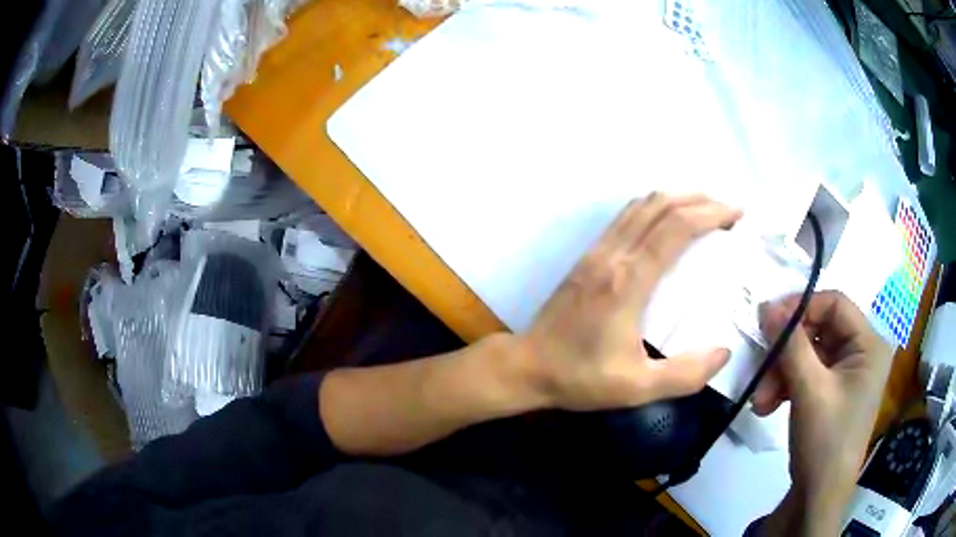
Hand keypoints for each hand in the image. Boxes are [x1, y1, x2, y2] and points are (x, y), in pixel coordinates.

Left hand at [520, 193, 740, 411]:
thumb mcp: (637, 387)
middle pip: (660, 206)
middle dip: (699, 200)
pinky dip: (653, 208)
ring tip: (704, 209)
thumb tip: (723, 353)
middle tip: (728, 211)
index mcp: (629, 281)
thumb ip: (684, 374)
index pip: (676, 228)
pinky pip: (625, 217)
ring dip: (676, 199)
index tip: (736, 215)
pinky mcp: (587, 256)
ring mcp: (596, 251)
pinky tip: (666, 221)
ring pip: (640, 205)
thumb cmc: (580, 377)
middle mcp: (613, 255)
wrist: (527, 366)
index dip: (710, 214)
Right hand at [755, 291, 892, 533]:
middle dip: (787, 352)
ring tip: (760, 401)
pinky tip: (767, 406)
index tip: (768, 321)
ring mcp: (846, 374)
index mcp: (869, 344)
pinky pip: (806, 374)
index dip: (802, 307)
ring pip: (808, 354)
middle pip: (819, 331)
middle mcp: (861, 353)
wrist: (818, 496)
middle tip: (761, 369)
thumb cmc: (826, 440)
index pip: (835, 304)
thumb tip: (766, 305)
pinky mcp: (832, 392)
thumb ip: (791, 345)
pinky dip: (785, 386)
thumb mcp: (809, 390)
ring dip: (781, 373)